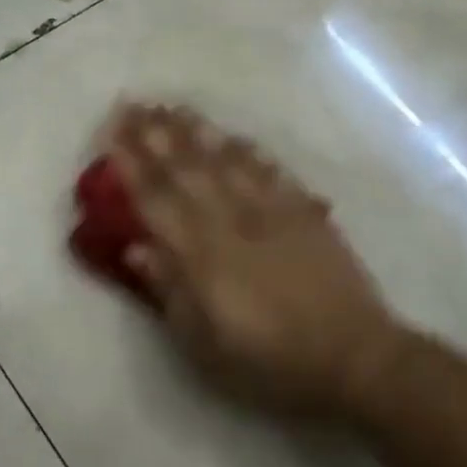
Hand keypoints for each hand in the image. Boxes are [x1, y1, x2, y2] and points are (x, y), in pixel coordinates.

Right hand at [107, 104, 402, 419]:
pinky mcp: (304, 212)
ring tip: (174, 107)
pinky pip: (270, 171)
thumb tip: (137, 248)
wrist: (354, 356)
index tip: (112, 132)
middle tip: (134, 103)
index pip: (157, 200)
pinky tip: (234, 137)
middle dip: (156, 135)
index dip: (131, 165)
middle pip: (188, 169)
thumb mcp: (207, 346)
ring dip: (197, 132)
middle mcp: (233, 222)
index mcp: (203, 256)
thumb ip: (171, 292)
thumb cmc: (272, 363)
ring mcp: (272, 211)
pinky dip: (248, 150)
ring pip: (227, 160)